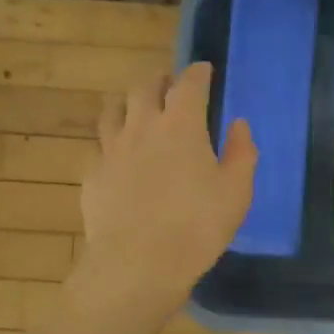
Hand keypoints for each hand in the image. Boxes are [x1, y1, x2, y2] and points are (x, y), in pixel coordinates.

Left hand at [72, 62, 255, 322]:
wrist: (137, 264)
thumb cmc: (197, 227)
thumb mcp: (236, 192)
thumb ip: (242, 152)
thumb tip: (239, 125)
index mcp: (181, 124)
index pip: (189, 83)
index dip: (197, 72)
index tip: (203, 69)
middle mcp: (142, 125)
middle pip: (145, 87)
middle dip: (160, 80)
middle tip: (169, 84)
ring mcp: (111, 148)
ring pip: (113, 109)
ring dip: (128, 102)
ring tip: (136, 107)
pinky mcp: (91, 173)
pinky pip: (98, 144)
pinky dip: (110, 140)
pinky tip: (116, 152)